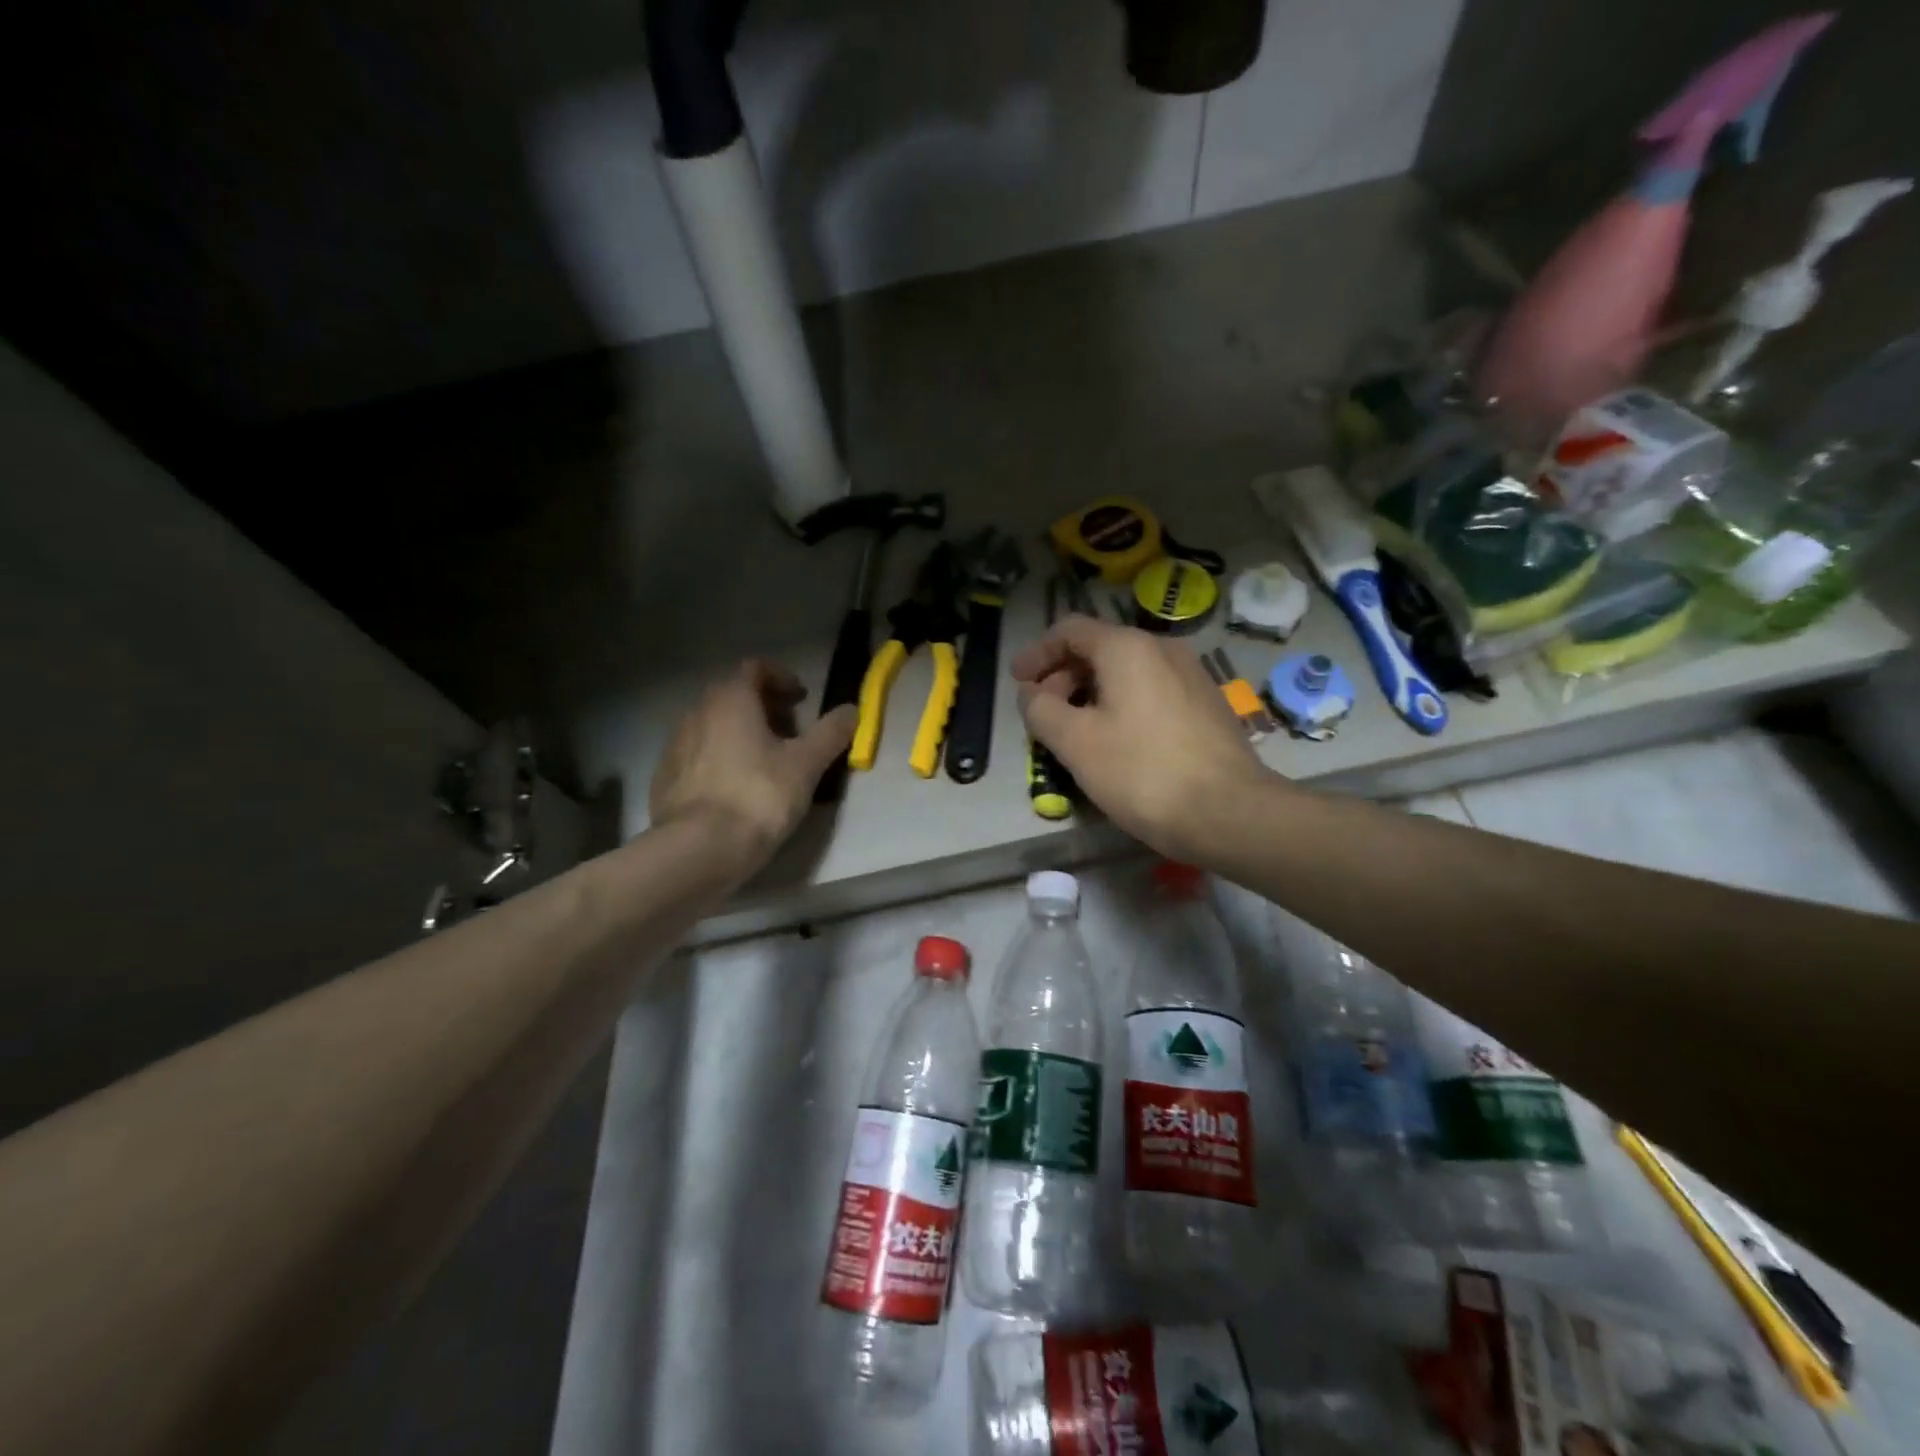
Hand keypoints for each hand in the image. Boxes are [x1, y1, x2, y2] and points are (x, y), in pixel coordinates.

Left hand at [649, 660, 855, 873]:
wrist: (698, 849)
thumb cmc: (758, 796)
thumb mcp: (806, 765)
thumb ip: (830, 733)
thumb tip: (852, 710)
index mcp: (731, 700)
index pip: (755, 668)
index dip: (782, 678)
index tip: (802, 700)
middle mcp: (697, 712)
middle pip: (733, 696)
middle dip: (764, 708)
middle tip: (790, 734)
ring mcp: (675, 745)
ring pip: (714, 726)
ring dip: (741, 734)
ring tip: (765, 764)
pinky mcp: (664, 777)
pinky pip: (698, 755)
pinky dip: (719, 759)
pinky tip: (735, 789)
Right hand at [1012, 616, 1276, 861]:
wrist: (1230, 812)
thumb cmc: (1142, 772)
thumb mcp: (1075, 742)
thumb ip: (1041, 710)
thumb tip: (1031, 694)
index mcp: (1128, 648)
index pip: (1070, 630)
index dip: (1037, 653)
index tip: (1017, 682)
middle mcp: (1163, 649)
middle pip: (1100, 648)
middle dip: (1063, 676)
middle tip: (1043, 713)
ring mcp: (1191, 676)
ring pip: (1127, 672)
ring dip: (1091, 693)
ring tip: (1075, 731)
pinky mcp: (1207, 704)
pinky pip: (1151, 691)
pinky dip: (1122, 704)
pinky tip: (1116, 741)